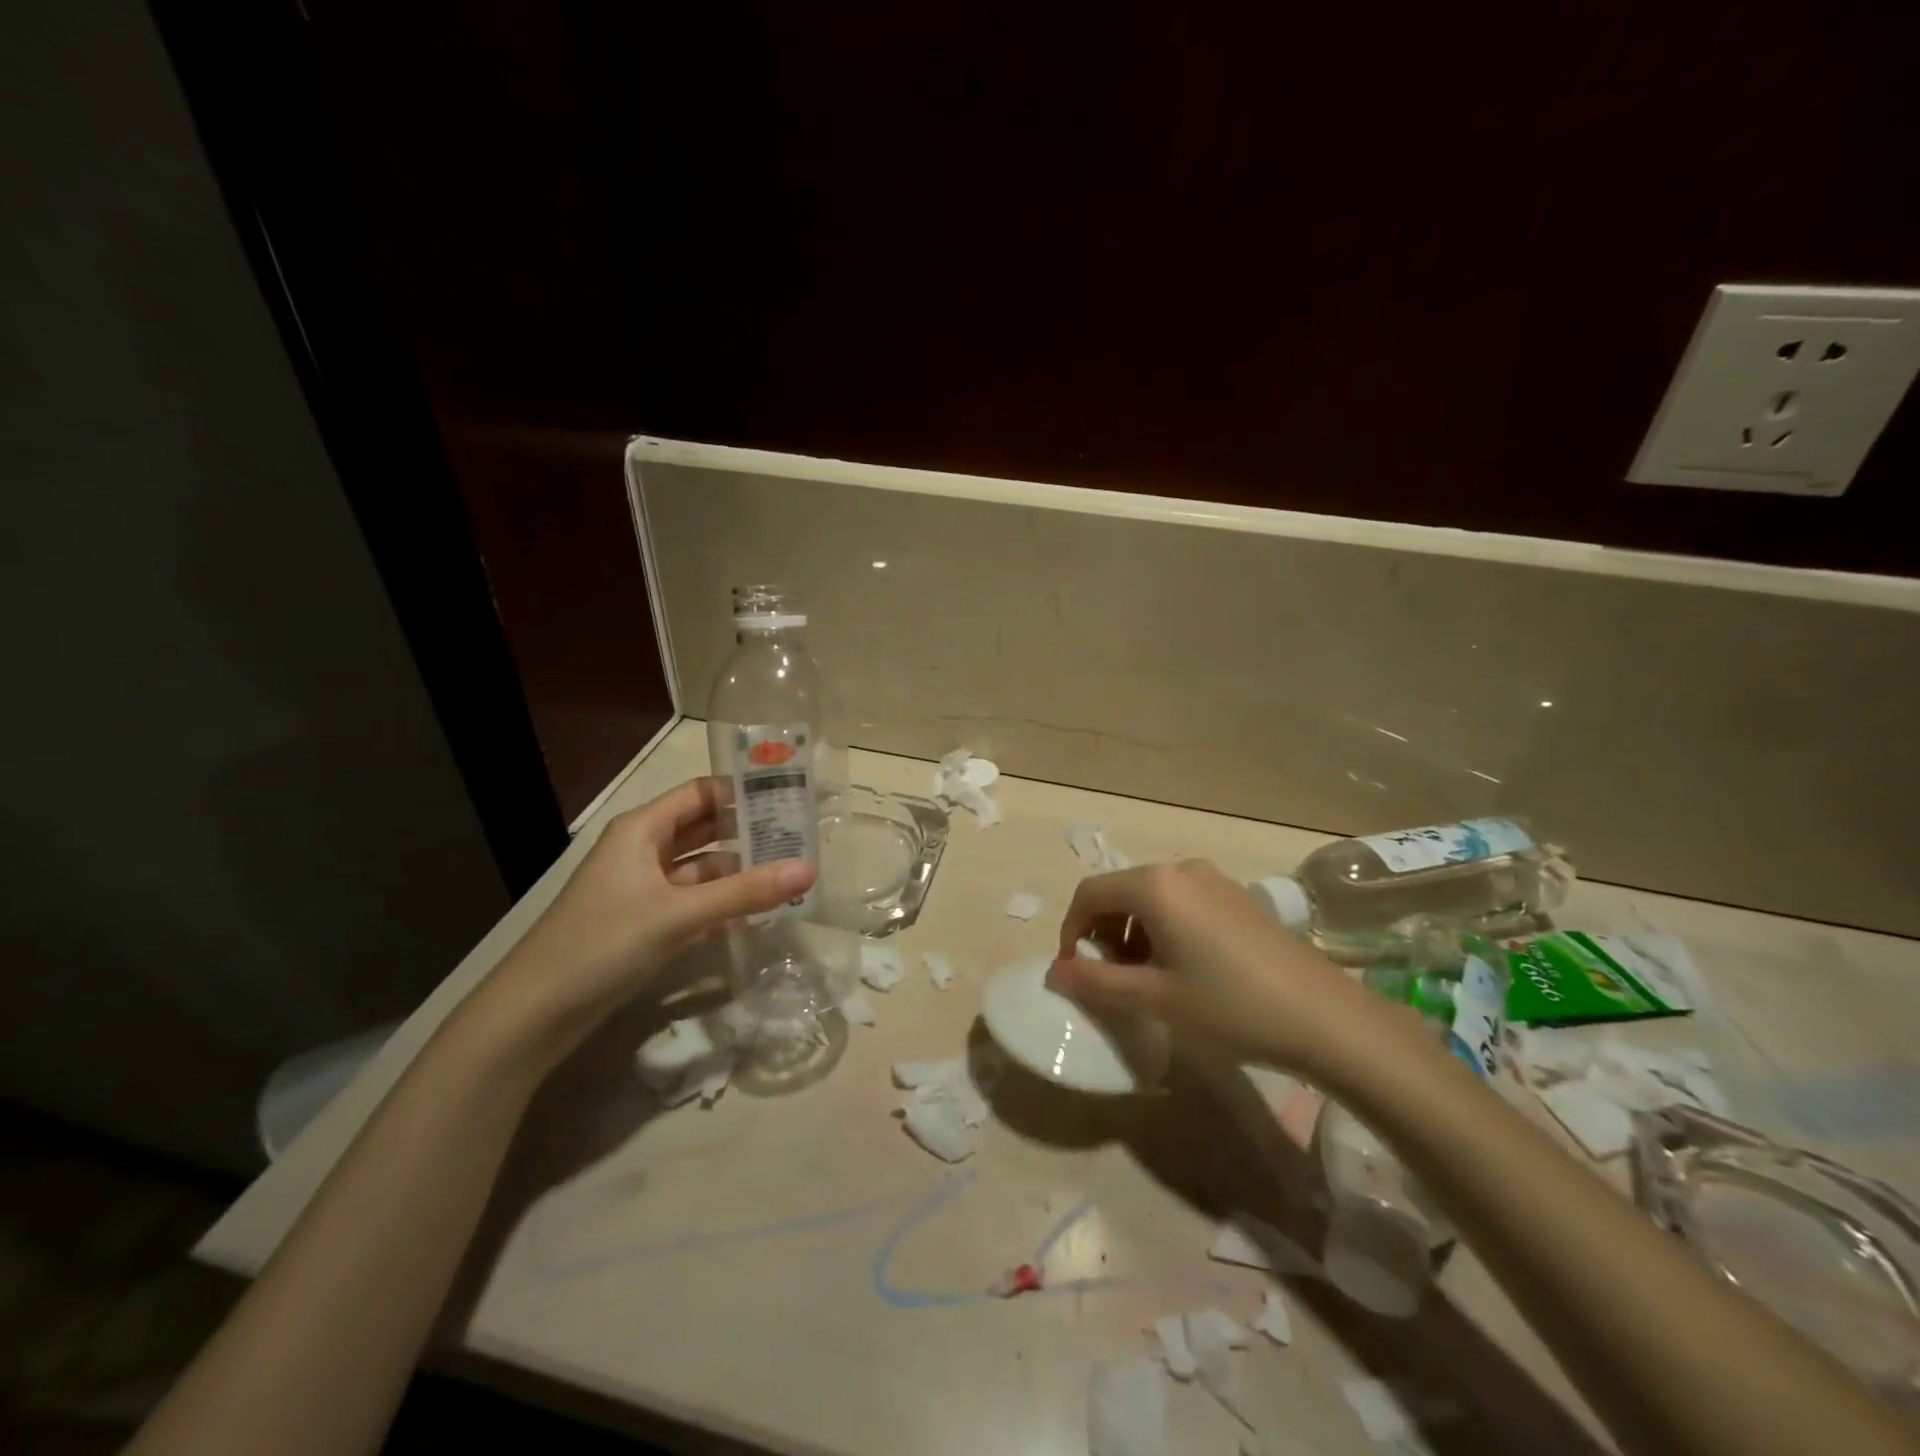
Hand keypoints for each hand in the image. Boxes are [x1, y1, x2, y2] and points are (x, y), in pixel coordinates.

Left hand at [464, 777, 814, 1069]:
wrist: (533, 1015)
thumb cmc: (602, 944)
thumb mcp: (678, 914)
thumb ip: (745, 892)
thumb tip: (810, 868)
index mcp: (642, 829)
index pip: (701, 792)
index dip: (743, 791)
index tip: (791, 796)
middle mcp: (642, 849)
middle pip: (705, 827)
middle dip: (750, 830)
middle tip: (803, 834)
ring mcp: (643, 888)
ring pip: (702, 866)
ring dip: (740, 869)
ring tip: (791, 870)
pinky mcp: (645, 921)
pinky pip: (694, 899)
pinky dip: (723, 901)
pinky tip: (759, 910)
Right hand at [1047, 860, 1399, 1080]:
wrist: (1326, 1019)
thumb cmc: (1231, 1007)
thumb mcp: (1155, 999)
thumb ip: (1097, 982)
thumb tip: (1056, 972)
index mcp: (1155, 886)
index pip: (1089, 894)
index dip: (1071, 930)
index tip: (1074, 971)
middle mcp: (1180, 870)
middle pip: (1119, 891)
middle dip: (1102, 932)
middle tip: (1110, 978)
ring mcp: (1213, 879)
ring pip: (1151, 897)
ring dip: (1132, 932)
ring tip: (1145, 978)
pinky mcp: (1236, 896)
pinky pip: (1181, 902)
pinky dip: (1163, 928)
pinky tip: (1182, 968)